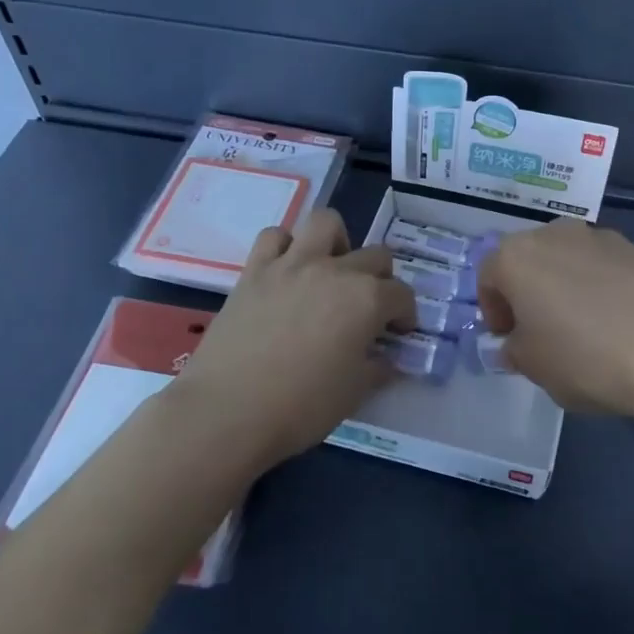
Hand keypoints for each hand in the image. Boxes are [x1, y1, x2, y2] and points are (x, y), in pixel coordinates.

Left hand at [169, 210, 415, 465]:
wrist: (227, 411)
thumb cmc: (301, 407)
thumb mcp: (354, 393)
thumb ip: (376, 368)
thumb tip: (385, 359)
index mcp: (367, 300)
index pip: (401, 295)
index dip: (406, 315)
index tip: (398, 334)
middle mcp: (334, 271)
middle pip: (375, 256)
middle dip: (382, 279)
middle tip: (370, 308)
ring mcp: (292, 265)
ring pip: (325, 222)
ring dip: (337, 242)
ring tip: (332, 270)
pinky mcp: (254, 271)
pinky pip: (274, 237)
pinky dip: (286, 247)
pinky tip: (287, 272)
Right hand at [475, 219, 633, 416]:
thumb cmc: (584, 358)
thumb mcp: (533, 366)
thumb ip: (515, 350)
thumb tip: (517, 345)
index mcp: (518, 256)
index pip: (489, 276)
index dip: (493, 310)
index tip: (508, 339)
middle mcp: (556, 234)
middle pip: (530, 259)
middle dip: (529, 291)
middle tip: (540, 330)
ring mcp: (602, 237)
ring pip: (570, 260)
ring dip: (567, 285)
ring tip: (584, 327)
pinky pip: (606, 268)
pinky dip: (603, 288)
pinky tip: (619, 322)